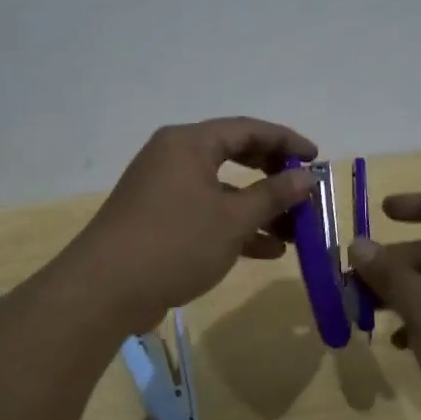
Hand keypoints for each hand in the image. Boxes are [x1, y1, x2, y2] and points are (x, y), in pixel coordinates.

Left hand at [69, 118, 317, 332]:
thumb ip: (273, 195)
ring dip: (258, 208)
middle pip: (234, 156)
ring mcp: (163, 189)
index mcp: (189, 143)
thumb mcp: (233, 219)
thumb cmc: (175, 243)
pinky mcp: (157, 219)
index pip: (247, 129)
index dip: (286, 140)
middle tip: (303, 192)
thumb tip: (306, 176)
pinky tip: (267, 250)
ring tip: (295, 231)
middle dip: (273, 176)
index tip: (316, 158)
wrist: (104, 290)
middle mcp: (173, 157)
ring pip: (222, 190)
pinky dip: (234, 226)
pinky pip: (205, 212)